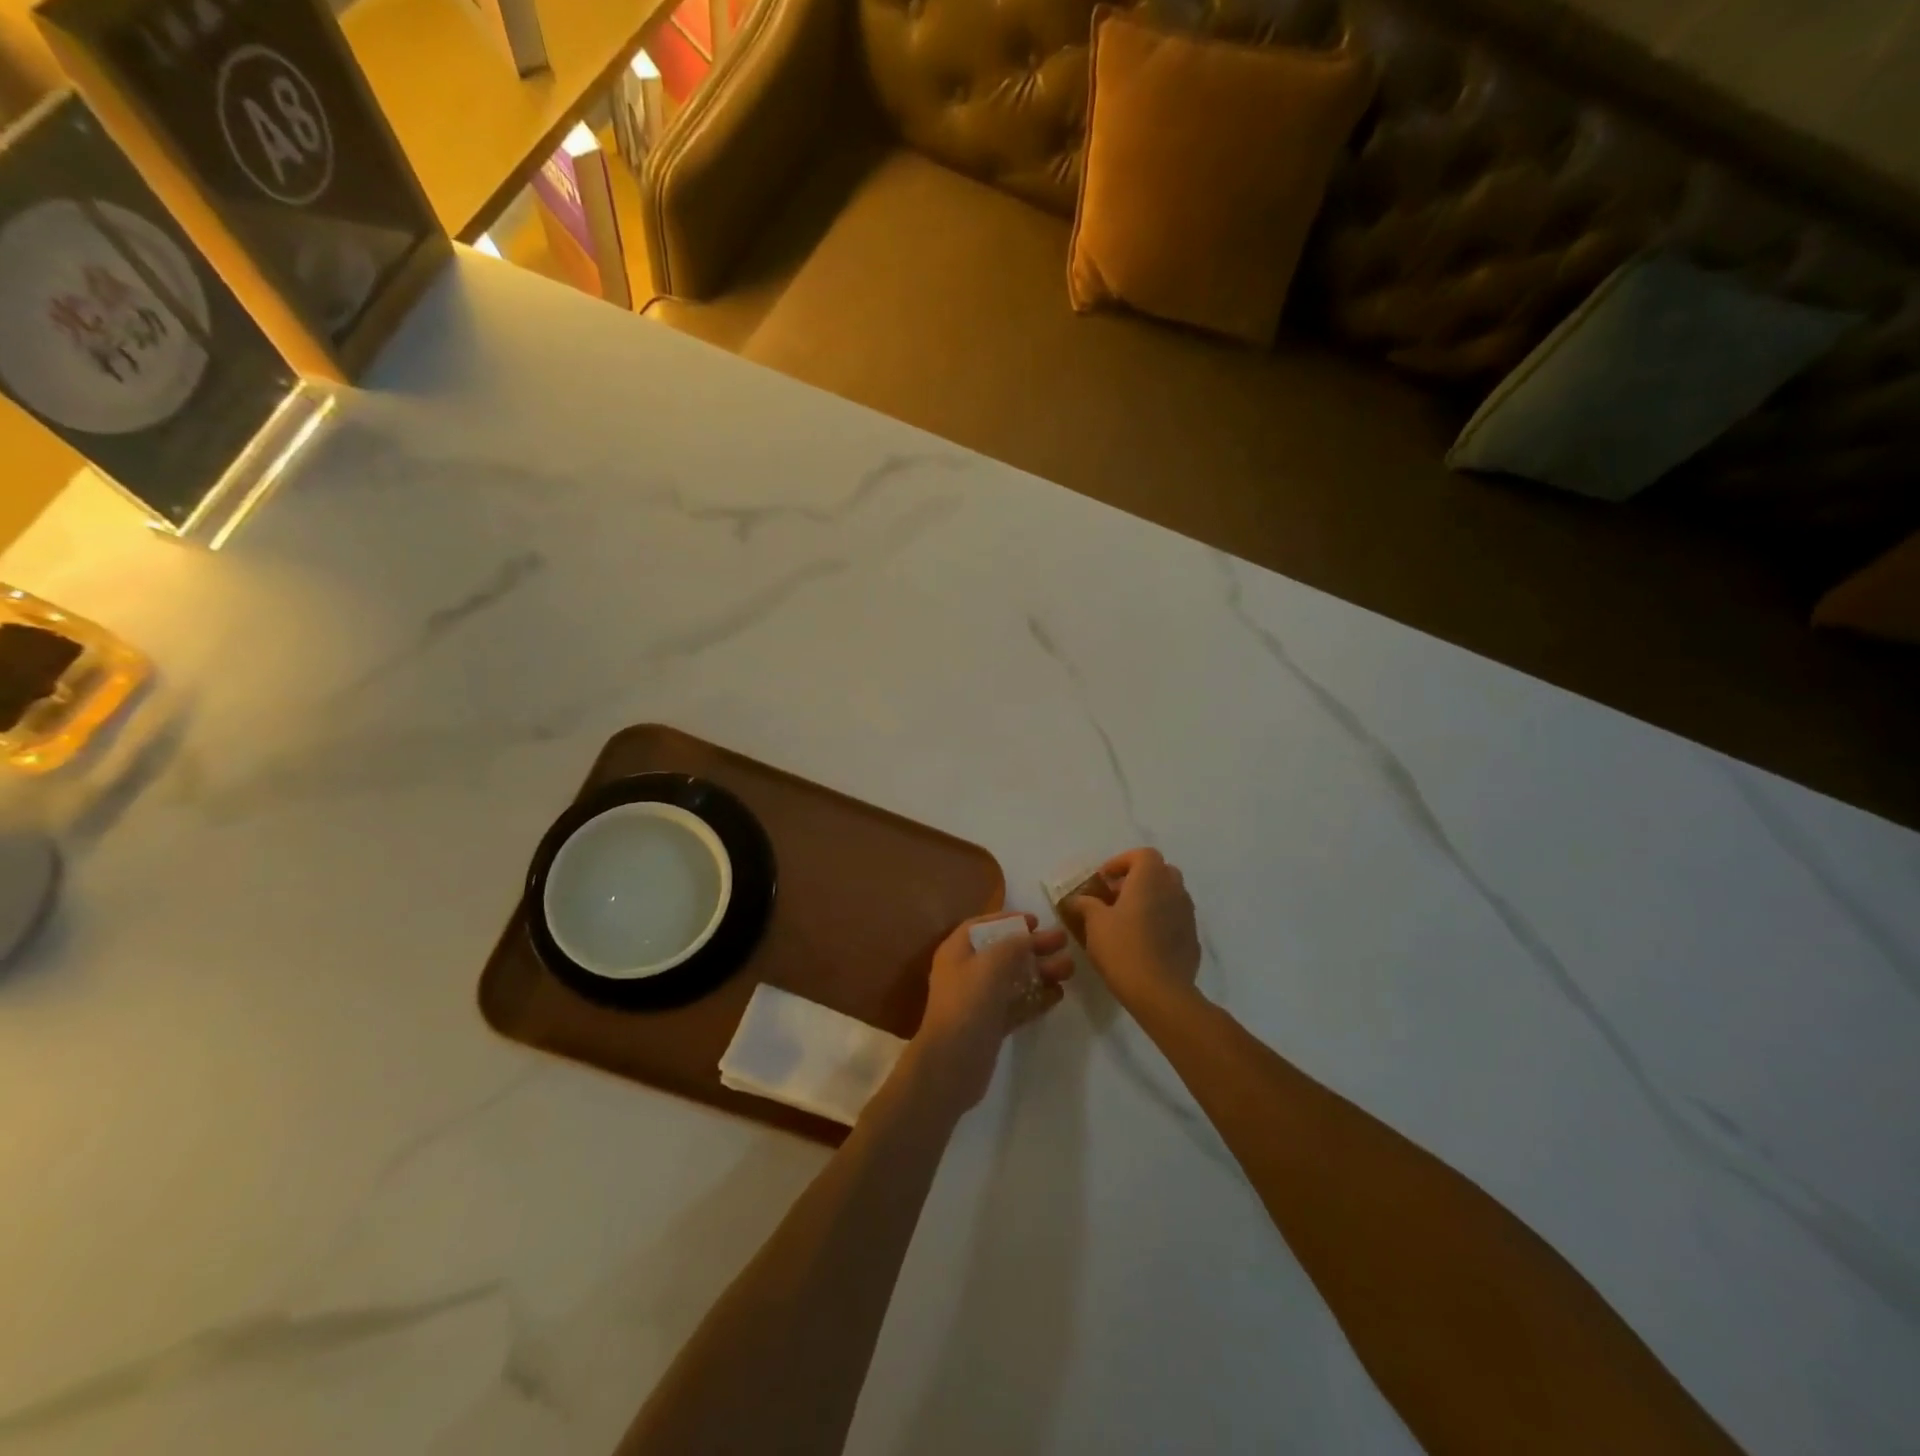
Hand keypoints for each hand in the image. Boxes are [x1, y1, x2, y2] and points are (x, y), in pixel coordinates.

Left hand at [910, 913, 1073, 1110]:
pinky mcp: (991, 1026)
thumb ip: (1013, 945)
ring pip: (1014, 979)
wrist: (952, 1064)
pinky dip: (1036, 998)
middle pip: (1003, 952)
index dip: (1007, 920)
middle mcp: (966, 973)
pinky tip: (1059, 994)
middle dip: (1033, 946)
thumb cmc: (968, 1003)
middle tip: (1063, 941)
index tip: (1035, 921)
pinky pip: (1017, 1005)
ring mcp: (979, 1001)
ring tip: (1069, 968)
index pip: (981, 926)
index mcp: (957, 952)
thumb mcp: (992, 963)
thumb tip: (1028, 937)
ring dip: (1040, 972)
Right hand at [1066, 848, 1201, 1011]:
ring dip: (1150, 899)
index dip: (1121, 862)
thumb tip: (1076, 899)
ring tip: (1127, 920)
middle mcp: (1174, 890)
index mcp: (1150, 879)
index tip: (1104, 879)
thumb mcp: (1095, 924)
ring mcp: (1188, 914)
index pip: (1142, 854)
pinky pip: (1175, 918)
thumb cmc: (1123, 949)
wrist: (1161, 993)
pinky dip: (1160, 920)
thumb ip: (1085, 904)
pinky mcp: (1192, 938)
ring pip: (1169, 895)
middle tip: (1115, 896)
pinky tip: (1143, 941)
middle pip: (1159, 871)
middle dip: (1137, 879)